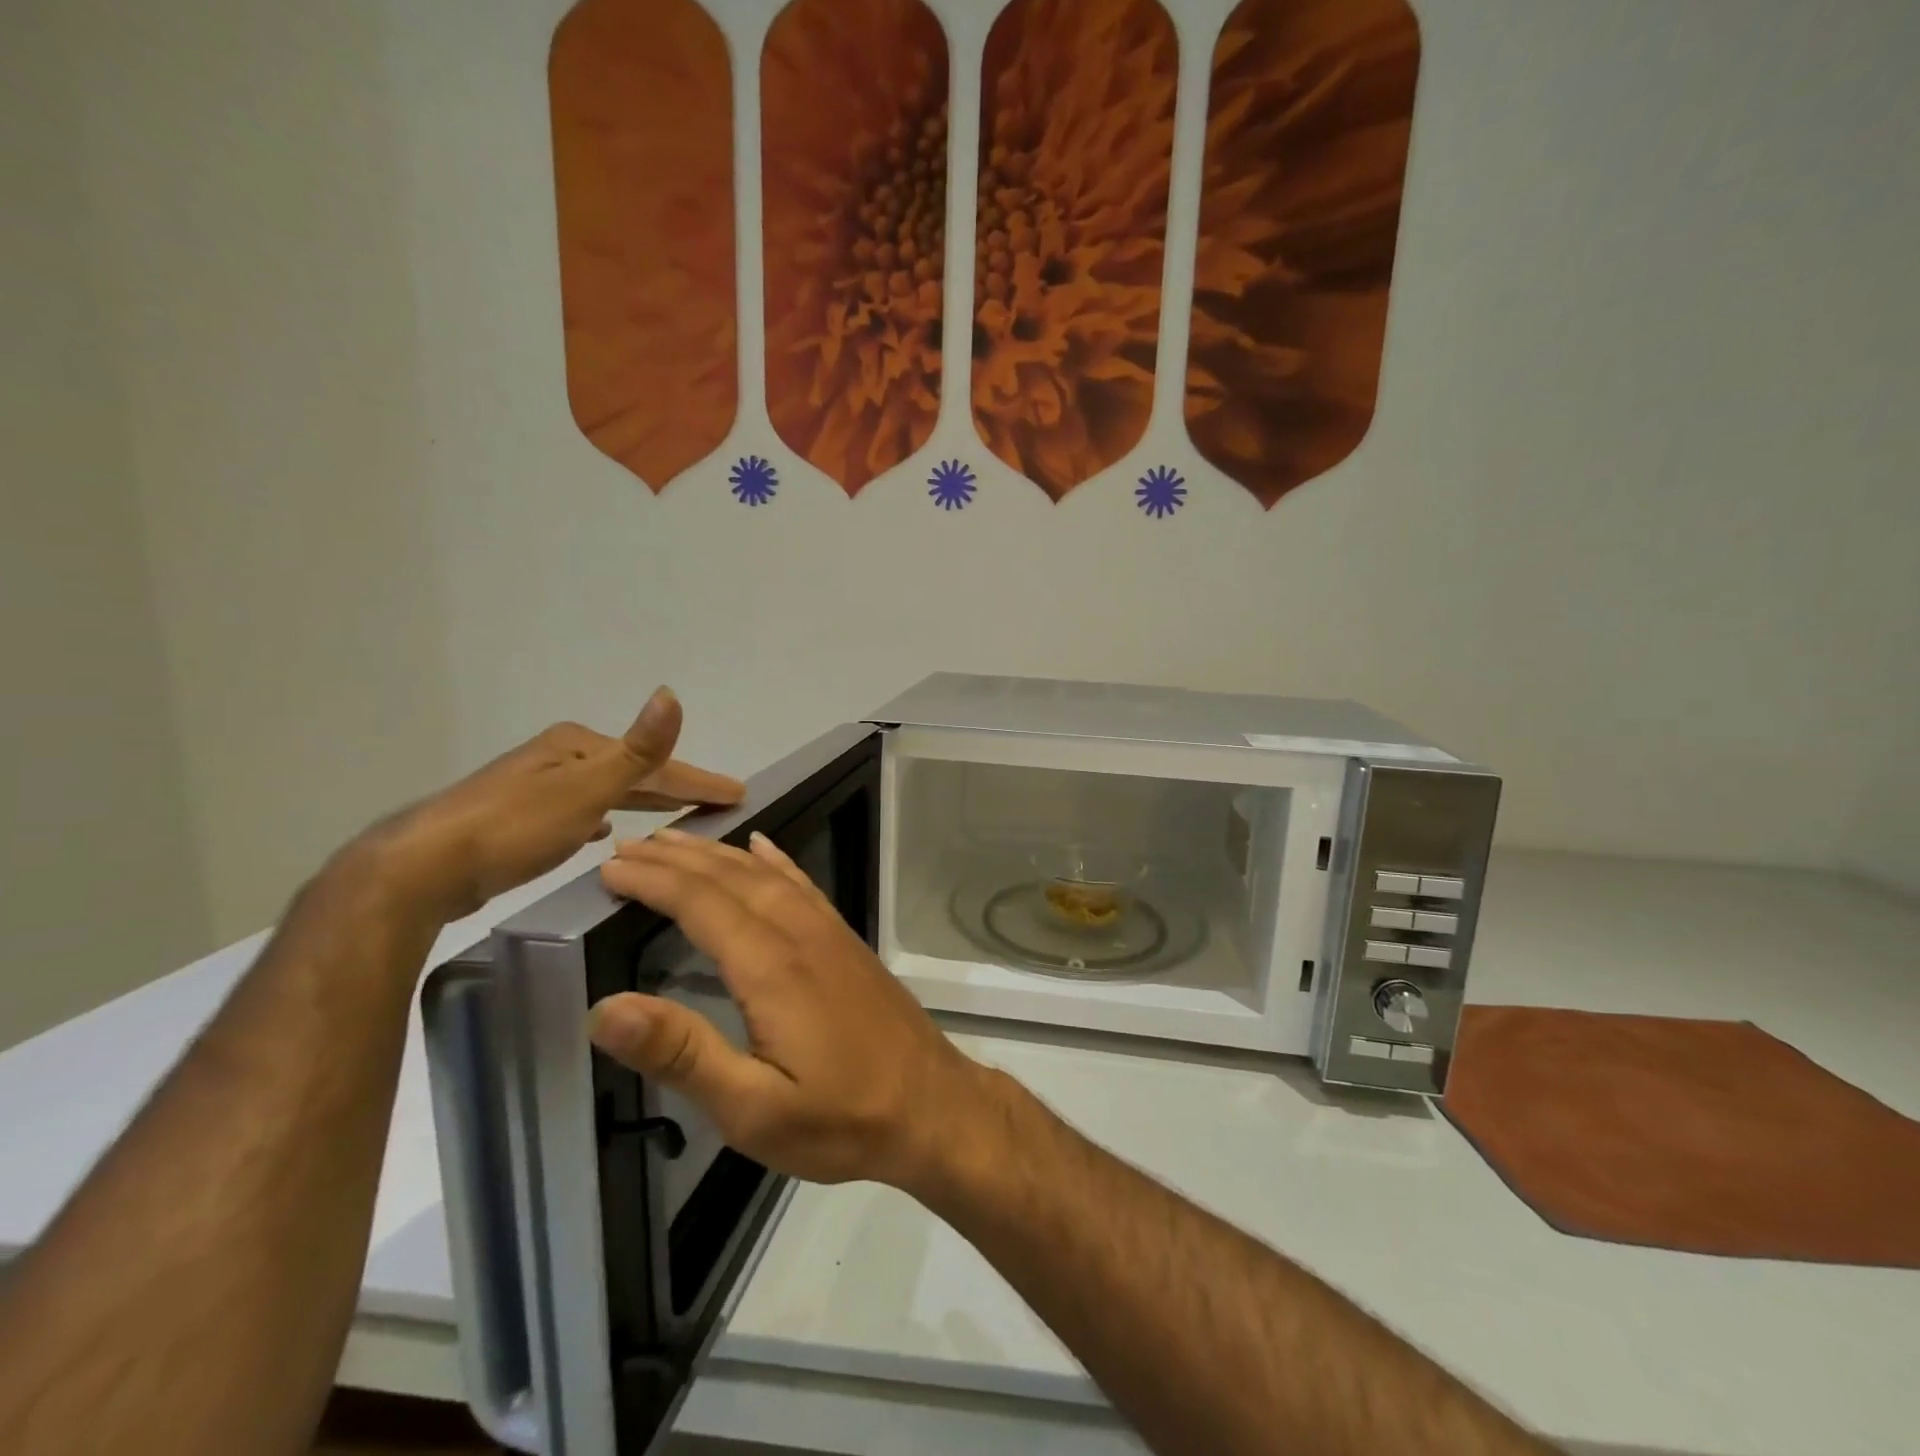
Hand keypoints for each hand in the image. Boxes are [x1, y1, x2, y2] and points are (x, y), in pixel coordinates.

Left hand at [355, 688, 743, 924]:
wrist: (423, 868)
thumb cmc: (515, 826)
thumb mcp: (586, 787)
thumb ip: (637, 749)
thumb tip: (670, 693)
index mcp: (578, 746)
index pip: (655, 763)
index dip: (699, 779)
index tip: (738, 793)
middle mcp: (559, 758)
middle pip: (632, 772)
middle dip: (674, 787)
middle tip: (716, 802)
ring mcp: (537, 787)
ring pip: (607, 791)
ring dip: (642, 799)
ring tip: (673, 813)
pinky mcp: (519, 819)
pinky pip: (582, 811)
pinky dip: (605, 815)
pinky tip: (606, 831)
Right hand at [590, 831, 987, 1189]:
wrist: (931, 1105)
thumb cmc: (840, 1117)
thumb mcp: (752, 1109)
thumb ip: (682, 1054)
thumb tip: (606, 1007)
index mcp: (771, 966)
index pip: (700, 903)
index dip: (652, 881)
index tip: (609, 868)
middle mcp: (799, 933)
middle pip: (730, 877)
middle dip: (676, 858)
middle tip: (629, 845)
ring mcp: (829, 932)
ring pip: (766, 874)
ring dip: (718, 853)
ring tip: (678, 840)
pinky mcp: (846, 941)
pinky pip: (802, 884)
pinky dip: (775, 861)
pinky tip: (762, 849)